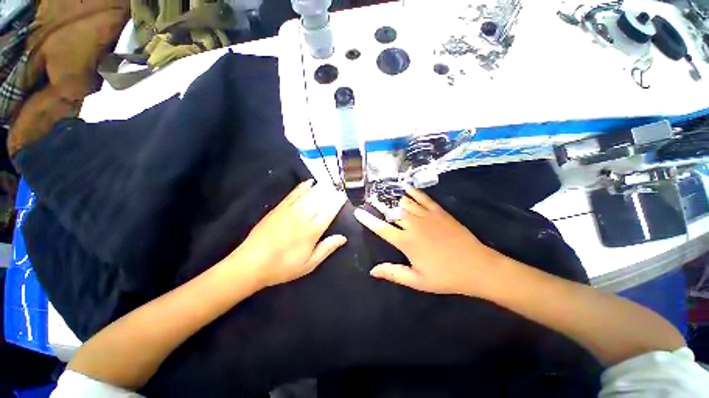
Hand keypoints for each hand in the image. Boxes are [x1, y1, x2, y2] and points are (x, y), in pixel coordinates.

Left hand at [231, 179, 346, 287]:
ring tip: (328, 182)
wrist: (251, 263)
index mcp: (313, 231)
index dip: (338, 202)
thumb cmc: (283, 267)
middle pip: (320, 199)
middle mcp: (303, 216)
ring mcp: (290, 210)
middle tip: (338, 188)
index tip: (343, 196)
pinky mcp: (279, 208)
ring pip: (309, 194)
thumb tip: (343, 238)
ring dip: (320, 187)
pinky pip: (294, 193)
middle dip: (331, 192)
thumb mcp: (309, 264)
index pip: (329, 211)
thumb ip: (327, 249)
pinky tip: (309, 182)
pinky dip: (303, 186)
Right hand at [354, 187, 506, 295]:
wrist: (477, 267)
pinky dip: (413, 192)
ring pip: (405, 202)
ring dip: (393, 197)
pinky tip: (407, 188)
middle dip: (379, 204)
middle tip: (371, 199)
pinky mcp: (439, 212)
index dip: (368, 220)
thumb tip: (372, 271)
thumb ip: (394, 273)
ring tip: (384, 192)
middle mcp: (413, 225)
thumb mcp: (417, 281)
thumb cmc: (445, 276)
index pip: (381, 228)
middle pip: (392, 211)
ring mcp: (427, 216)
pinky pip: (423, 198)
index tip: (358, 211)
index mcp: (406, 242)